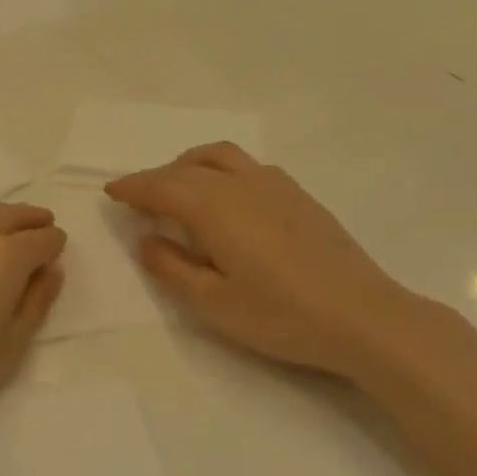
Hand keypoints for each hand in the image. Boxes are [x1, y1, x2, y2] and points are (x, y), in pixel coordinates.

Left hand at [0, 202, 65, 468]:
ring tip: (9, 230)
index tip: (57, 256)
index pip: (41, 239)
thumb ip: (35, 304)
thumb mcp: (9, 348)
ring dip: (0, 216)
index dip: (55, 245)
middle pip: (9, 214)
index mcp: (4, 257)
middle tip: (43, 226)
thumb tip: (50, 271)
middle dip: (30, 220)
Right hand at [106, 143, 429, 381]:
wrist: (365, 318)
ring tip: (178, 187)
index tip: (111, 192)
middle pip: (187, 167)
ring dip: (189, 164)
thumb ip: (171, 268)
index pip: (161, 186)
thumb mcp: (212, 303)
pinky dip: (220, 170)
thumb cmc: (282, 316)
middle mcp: (242, 184)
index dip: (133, 187)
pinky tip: (227, 198)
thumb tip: (146, 239)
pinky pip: (247, 166)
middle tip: (137, 197)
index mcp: (214, 207)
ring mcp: (276, 185)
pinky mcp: (300, 196)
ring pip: (221, 156)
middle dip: (156, 177)